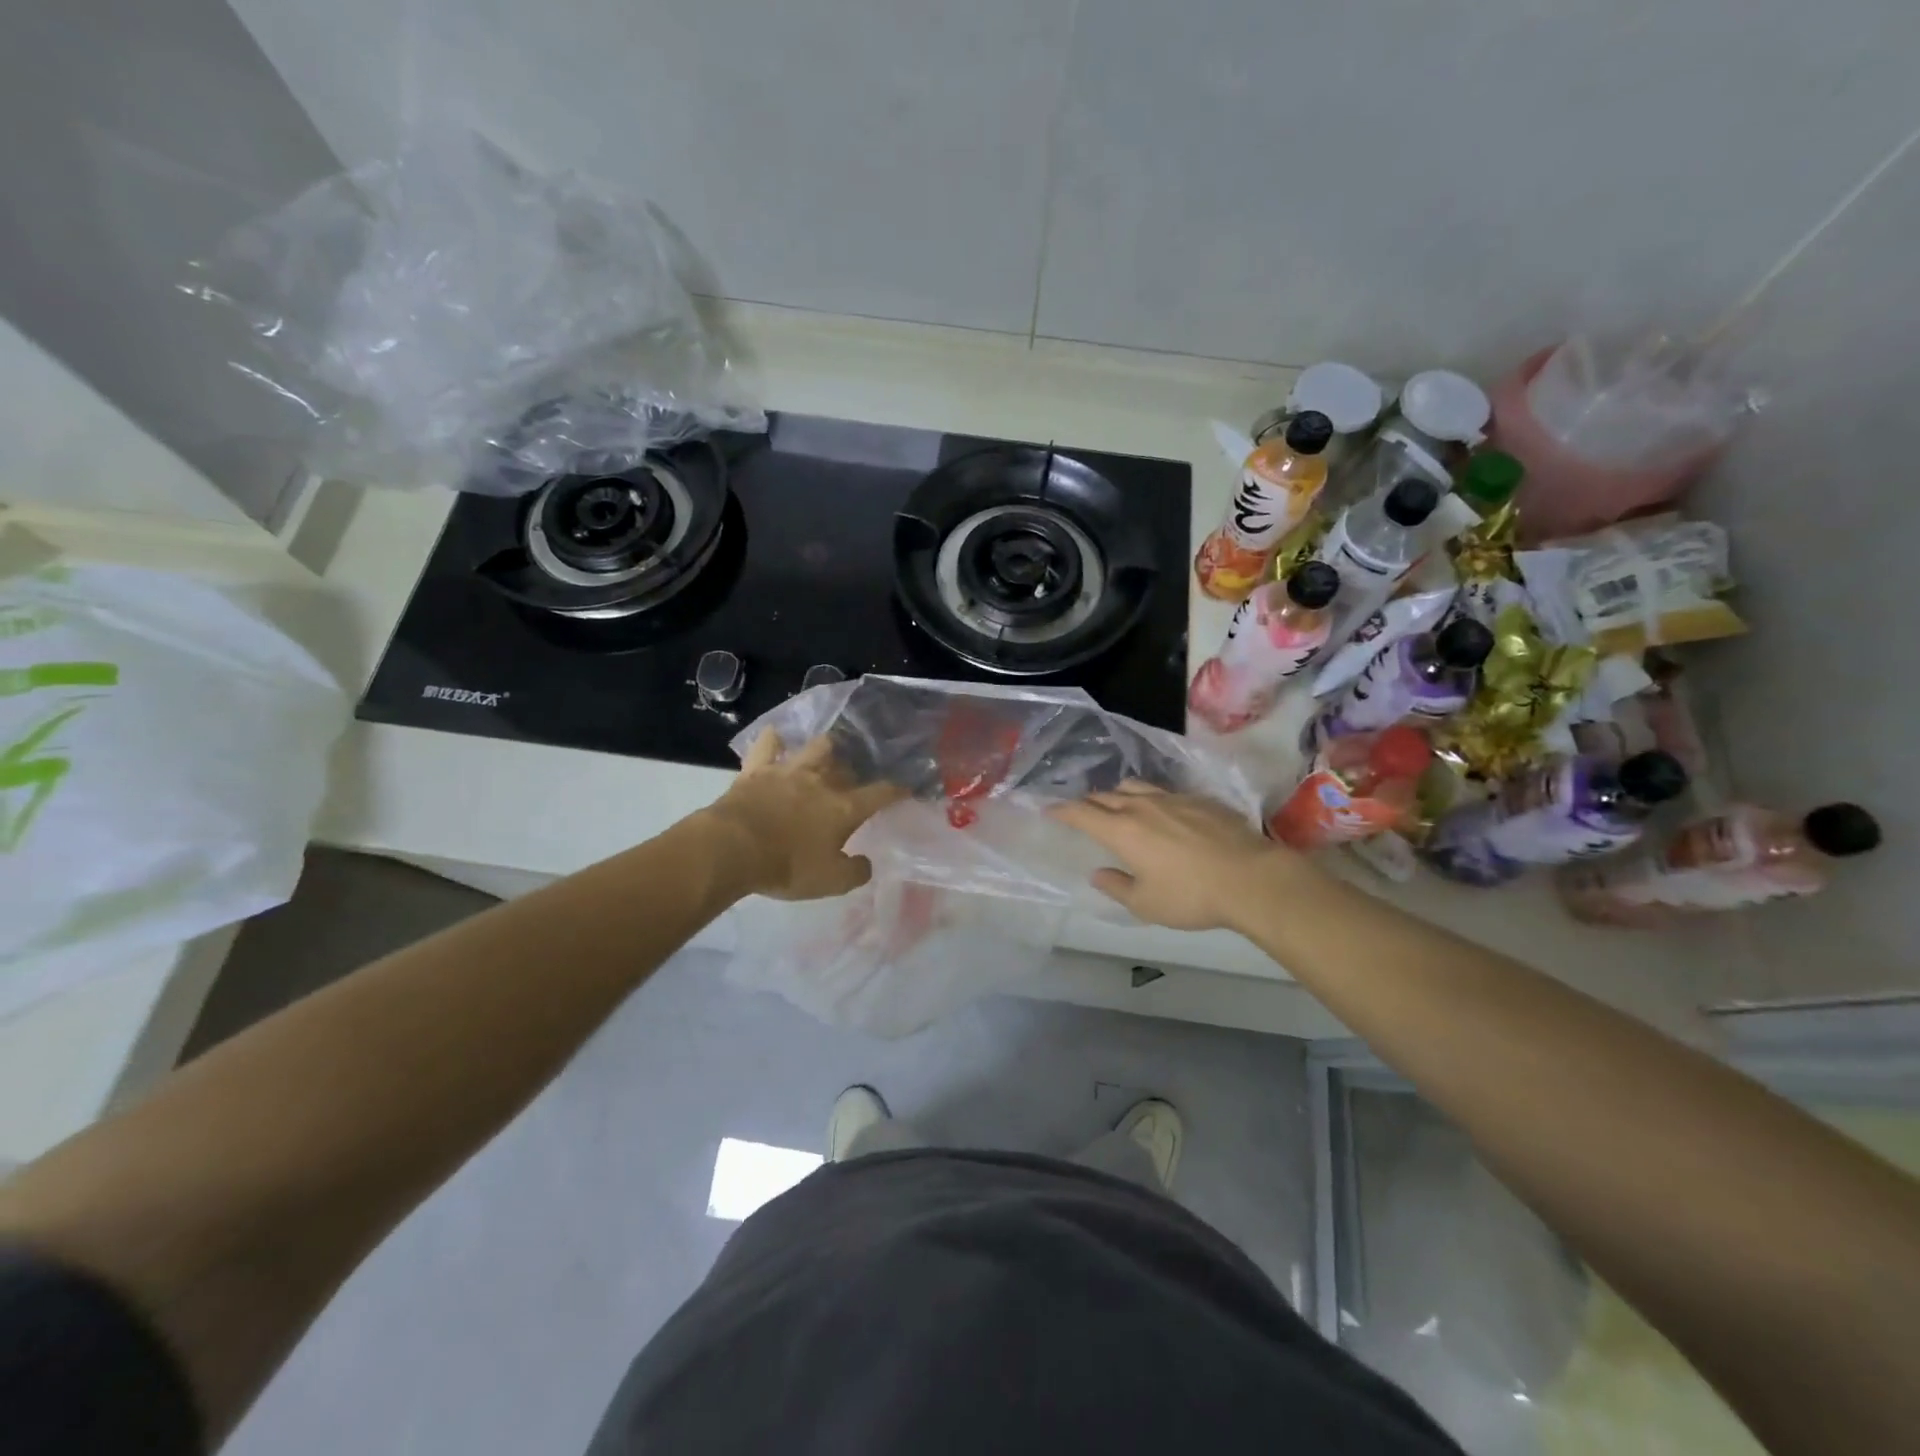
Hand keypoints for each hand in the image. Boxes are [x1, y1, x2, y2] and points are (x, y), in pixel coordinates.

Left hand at [705, 732, 906, 899]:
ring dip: (825, 750)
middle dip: (854, 772)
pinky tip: (777, 737)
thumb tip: (865, 863)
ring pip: (816, 747)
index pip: (880, 793)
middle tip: (853, 782)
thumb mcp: (831, 882)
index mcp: (844, 808)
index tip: (905, 788)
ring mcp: (789, 771)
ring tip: (826, 755)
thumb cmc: (787, 866)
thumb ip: (855, 872)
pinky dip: (774, 740)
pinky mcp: (757, 770)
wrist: (734, 848)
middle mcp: (822, 782)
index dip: (896, 790)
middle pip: (847, 767)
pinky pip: (767, 745)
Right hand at [1048, 780, 1311, 932]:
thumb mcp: (1146, 904)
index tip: (1049, 809)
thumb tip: (1098, 873)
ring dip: (1118, 794)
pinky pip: (1163, 791)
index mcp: (1122, 831)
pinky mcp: (1198, 799)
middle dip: (1088, 802)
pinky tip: (1159, 812)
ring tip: (1117, 804)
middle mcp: (1141, 807)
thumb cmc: (1191, 896)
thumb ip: (1116, 887)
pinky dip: (1149, 798)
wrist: (1251, 877)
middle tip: (1081, 811)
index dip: (1062, 810)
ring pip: (1134, 786)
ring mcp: (1172, 799)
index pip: (1081, 813)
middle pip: (1105, 796)